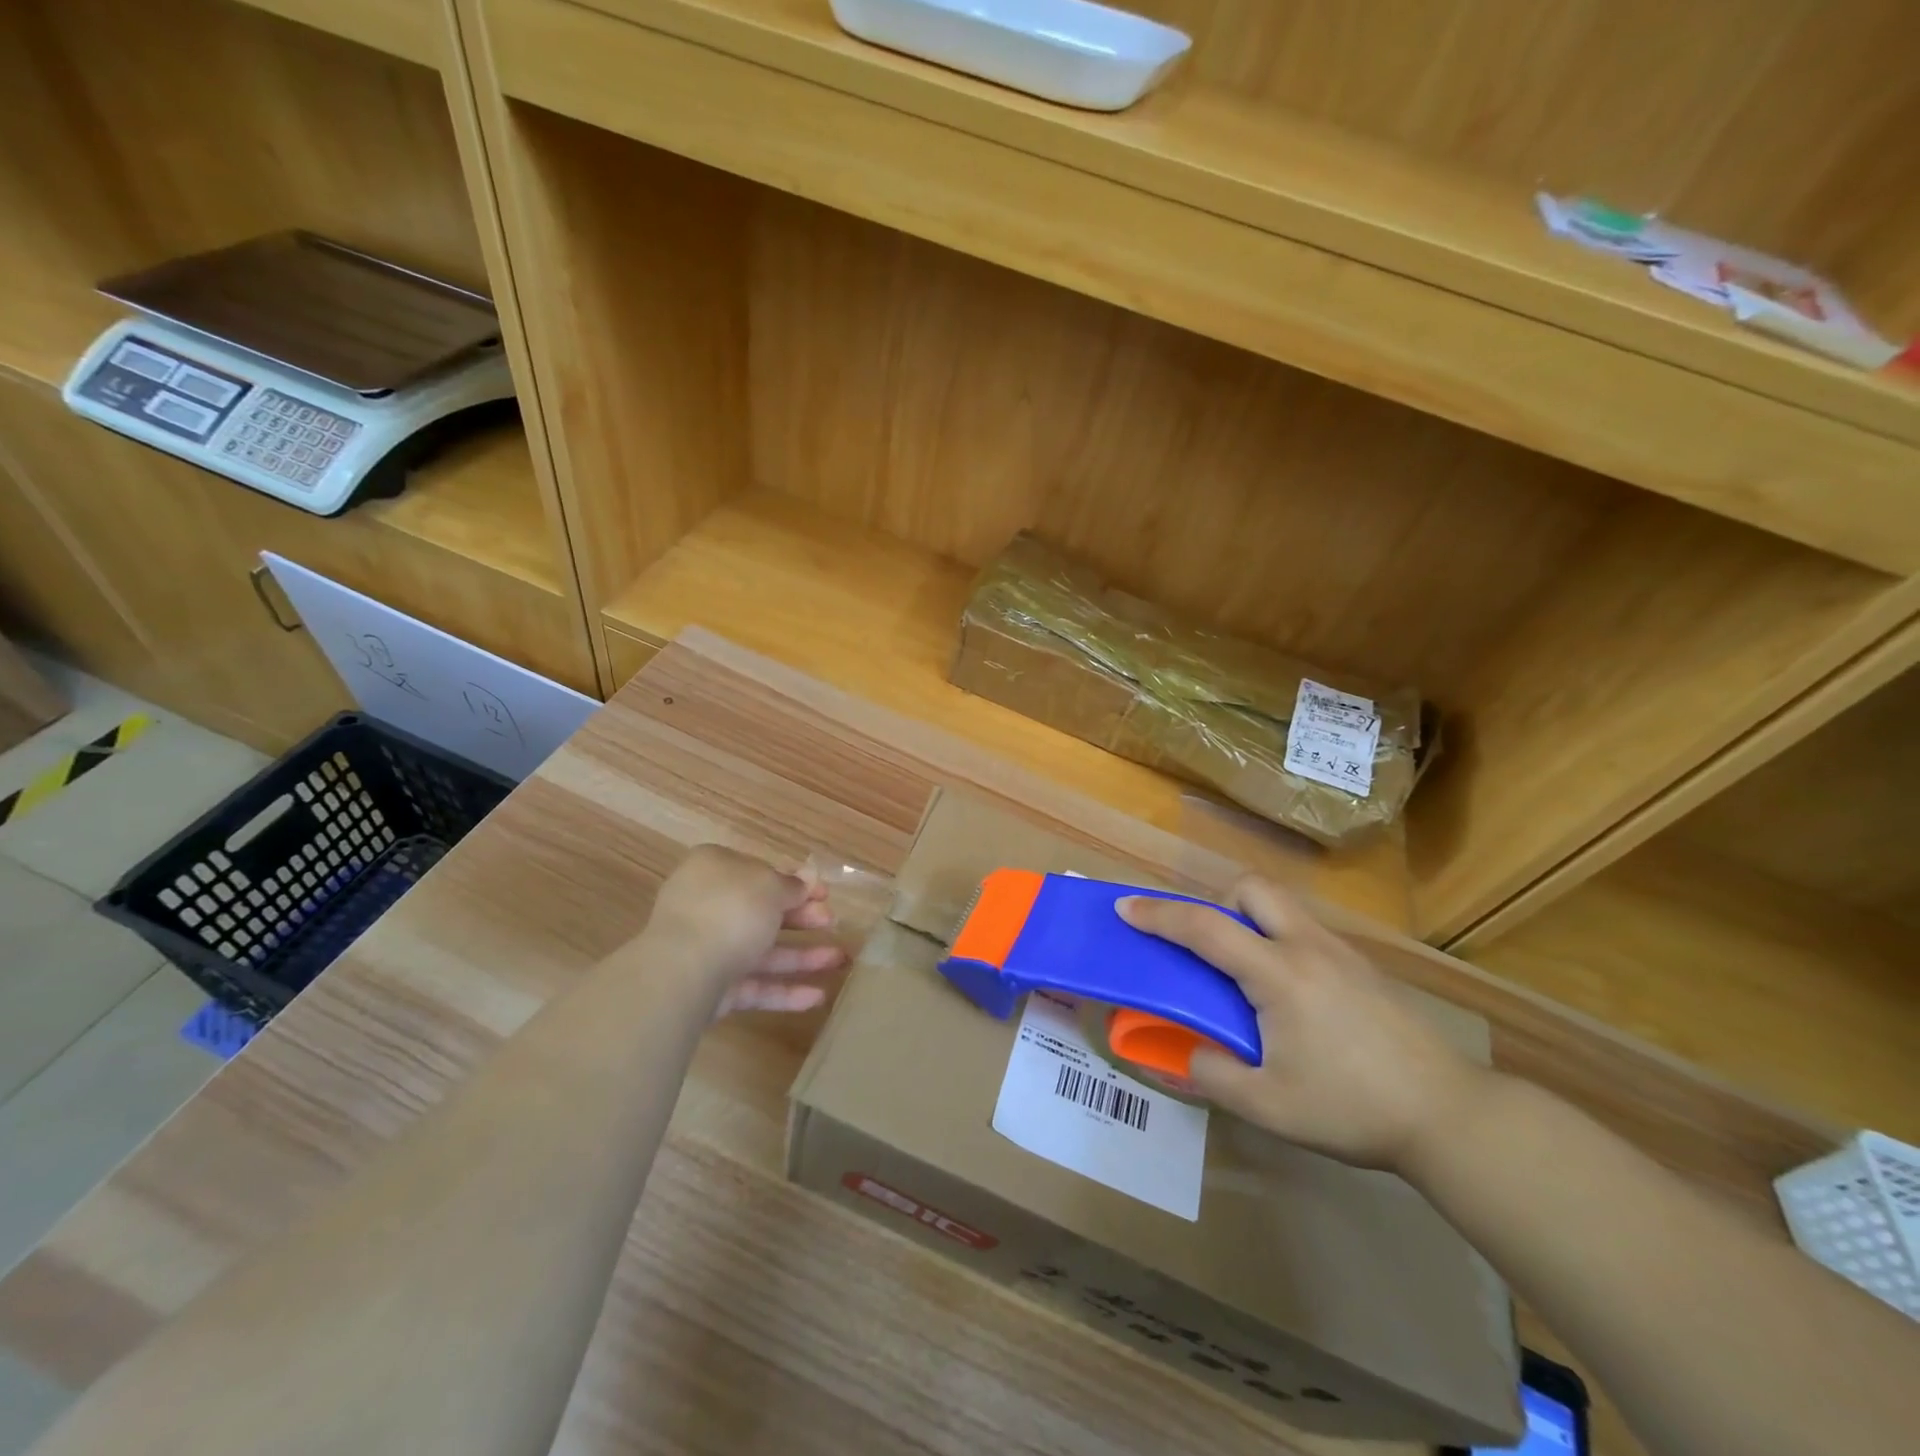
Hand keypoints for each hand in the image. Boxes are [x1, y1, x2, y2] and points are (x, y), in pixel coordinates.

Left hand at [641, 845, 847, 1014]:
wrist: (684, 970)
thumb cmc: (731, 910)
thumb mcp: (770, 886)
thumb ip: (791, 885)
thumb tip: (806, 879)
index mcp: (714, 870)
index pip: (759, 873)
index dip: (795, 882)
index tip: (824, 893)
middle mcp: (708, 907)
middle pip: (763, 912)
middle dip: (802, 918)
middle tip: (833, 922)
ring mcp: (708, 950)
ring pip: (762, 951)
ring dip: (803, 956)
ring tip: (841, 961)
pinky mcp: (712, 990)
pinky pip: (754, 986)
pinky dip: (785, 990)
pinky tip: (818, 997)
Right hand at [1117, 878, 1489, 1172]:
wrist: (1450, 1115)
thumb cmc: (1353, 1108)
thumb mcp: (1270, 1107)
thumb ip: (1214, 1077)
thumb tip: (1188, 1056)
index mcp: (1278, 974)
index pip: (1205, 928)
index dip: (1159, 915)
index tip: (1125, 907)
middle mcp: (1307, 947)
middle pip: (1252, 887)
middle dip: (1216, 901)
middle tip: (1206, 945)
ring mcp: (1341, 953)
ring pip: (1282, 905)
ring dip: (1248, 917)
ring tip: (1243, 970)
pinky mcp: (1364, 968)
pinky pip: (1304, 930)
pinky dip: (1277, 939)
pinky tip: (1288, 994)